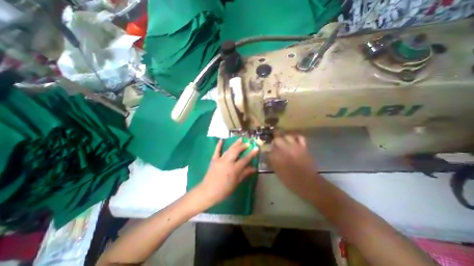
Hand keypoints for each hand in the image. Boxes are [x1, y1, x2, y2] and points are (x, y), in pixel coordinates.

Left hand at [197, 138, 258, 206]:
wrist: (208, 192)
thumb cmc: (224, 190)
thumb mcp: (236, 183)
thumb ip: (245, 174)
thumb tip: (254, 168)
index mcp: (234, 169)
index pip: (245, 159)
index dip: (252, 153)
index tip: (256, 148)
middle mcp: (228, 162)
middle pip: (236, 151)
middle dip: (243, 146)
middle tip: (248, 143)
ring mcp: (220, 160)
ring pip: (229, 149)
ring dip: (234, 144)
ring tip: (240, 139)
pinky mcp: (214, 160)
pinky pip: (217, 151)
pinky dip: (219, 145)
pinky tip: (221, 140)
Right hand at [266, 135, 317, 199]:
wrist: (307, 182)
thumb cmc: (290, 179)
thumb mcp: (277, 171)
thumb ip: (272, 161)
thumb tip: (269, 155)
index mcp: (276, 156)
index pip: (268, 148)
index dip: (267, 147)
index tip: (266, 148)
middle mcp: (284, 149)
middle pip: (276, 139)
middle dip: (274, 139)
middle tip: (273, 141)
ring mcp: (294, 147)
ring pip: (287, 136)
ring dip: (283, 136)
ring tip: (282, 138)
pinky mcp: (303, 147)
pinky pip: (299, 138)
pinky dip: (296, 137)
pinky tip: (293, 139)